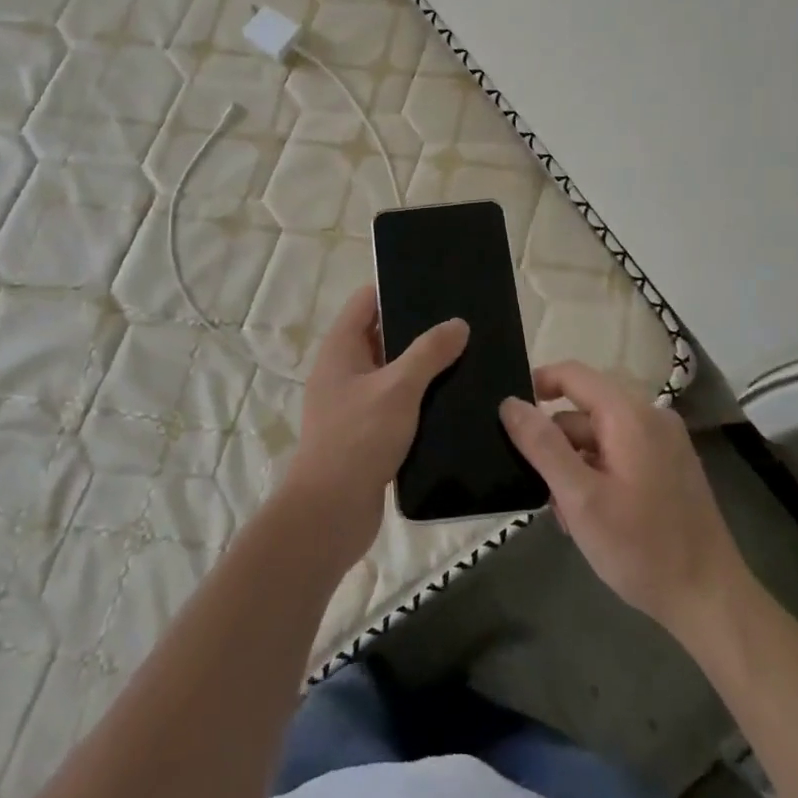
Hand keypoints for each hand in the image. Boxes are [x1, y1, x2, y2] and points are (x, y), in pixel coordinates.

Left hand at [278, 284, 468, 568]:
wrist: (331, 512)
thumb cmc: (358, 439)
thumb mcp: (398, 389)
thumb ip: (428, 353)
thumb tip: (458, 323)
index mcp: (341, 347)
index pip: (367, 300)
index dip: (397, 288)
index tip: (436, 285)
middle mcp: (343, 368)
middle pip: (382, 334)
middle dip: (418, 328)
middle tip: (462, 323)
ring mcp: (354, 401)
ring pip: (393, 370)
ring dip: (423, 366)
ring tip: (467, 356)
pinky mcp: (367, 431)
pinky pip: (397, 402)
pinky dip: (420, 397)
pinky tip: (453, 399)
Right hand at [500, 361, 747, 629]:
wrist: (711, 602)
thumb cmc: (642, 548)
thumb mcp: (580, 498)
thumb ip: (542, 445)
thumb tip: (509, 403)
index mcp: (630, 415)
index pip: (572, 374)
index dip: (536, 385)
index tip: (509, 418)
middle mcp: (651, 417)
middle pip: (584, 409)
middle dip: (556, 443)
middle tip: (541, 488)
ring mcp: (665, 443)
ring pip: (599, 435)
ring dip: (575, 465)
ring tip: (567, 515)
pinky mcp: (670, 466)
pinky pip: (620, 452)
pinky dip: (598, 473)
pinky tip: (592, 516)